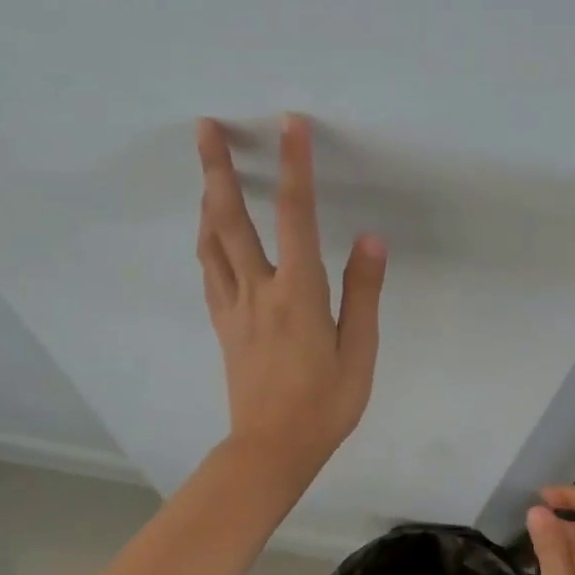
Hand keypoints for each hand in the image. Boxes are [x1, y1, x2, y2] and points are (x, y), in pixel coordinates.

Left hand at [197, 115, 386, 483]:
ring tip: (204, 170)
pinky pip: (209, 272)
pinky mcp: (223, 326)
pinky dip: (207, 242)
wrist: (271, 449)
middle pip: (231, 220)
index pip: (296, 217)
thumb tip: (369, 239)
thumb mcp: (360, 353)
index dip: (294, 167)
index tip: (289, 125)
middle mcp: (259, 291)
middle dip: (218, 169)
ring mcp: (234, 308)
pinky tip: (208, 232)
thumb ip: (362, 293)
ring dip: (206, 200)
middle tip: (204, 127)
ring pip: (211, 243)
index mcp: (298, 294)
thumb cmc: (324, 405)